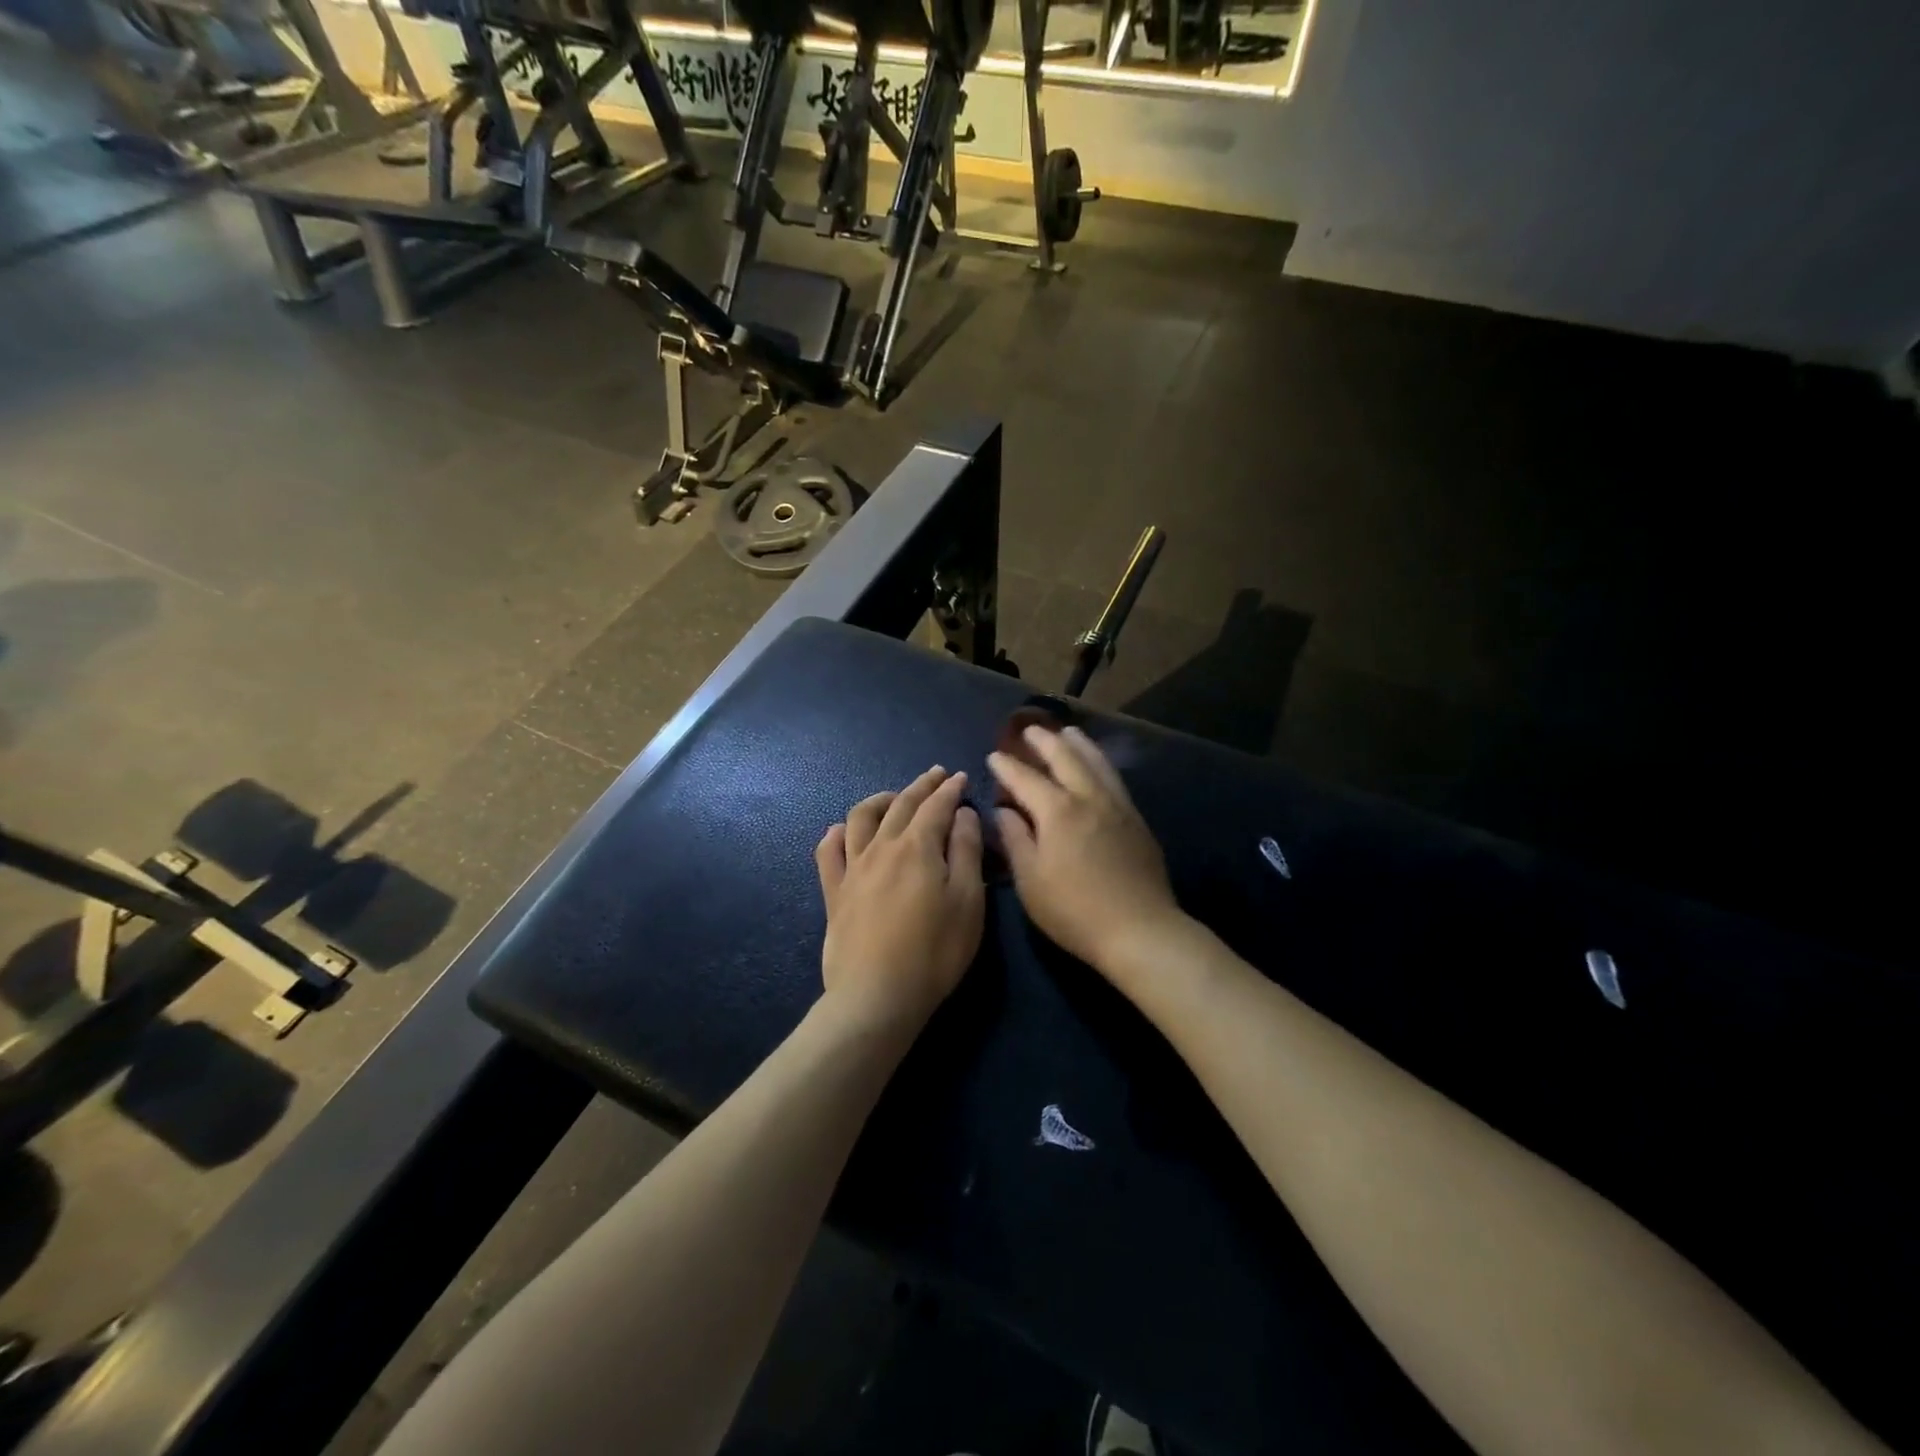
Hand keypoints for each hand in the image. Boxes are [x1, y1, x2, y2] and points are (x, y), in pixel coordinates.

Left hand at [815, 767, 985, 1030]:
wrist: (876, 996)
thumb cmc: (934, 952)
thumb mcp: (968, 902)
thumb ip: (966, 851)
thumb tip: (962, 814)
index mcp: (918, 847)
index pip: (936, 806)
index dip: (950, 789)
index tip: (961, 777)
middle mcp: (882, 847)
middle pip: (901, 804)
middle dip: (921, 786)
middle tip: (936, 775)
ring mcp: (853, 868)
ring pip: (861, 818)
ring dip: (880, 799)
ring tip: (893, 797)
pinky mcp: (834, 892)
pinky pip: (828, 852)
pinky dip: (836, 834)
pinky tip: (840, 830)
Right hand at [988, 725, 1181, 977]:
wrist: (1140, 930)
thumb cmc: (1074, 911)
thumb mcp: (1031, 881)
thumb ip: (1015, 840)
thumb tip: (1004, 810)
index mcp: (1057, 811)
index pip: (1026, 778)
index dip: (1007, 766)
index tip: (994, 756)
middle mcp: (1088, 797)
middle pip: (1065, 757)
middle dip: (1044, 741)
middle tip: (1029, 730)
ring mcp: (1117, 806)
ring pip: (1096, 762)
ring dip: (1078, 744)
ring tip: (1068, 732)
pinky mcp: (1136, 819)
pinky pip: (1114, 778)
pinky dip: (1100, 762)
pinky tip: (1098, 766)